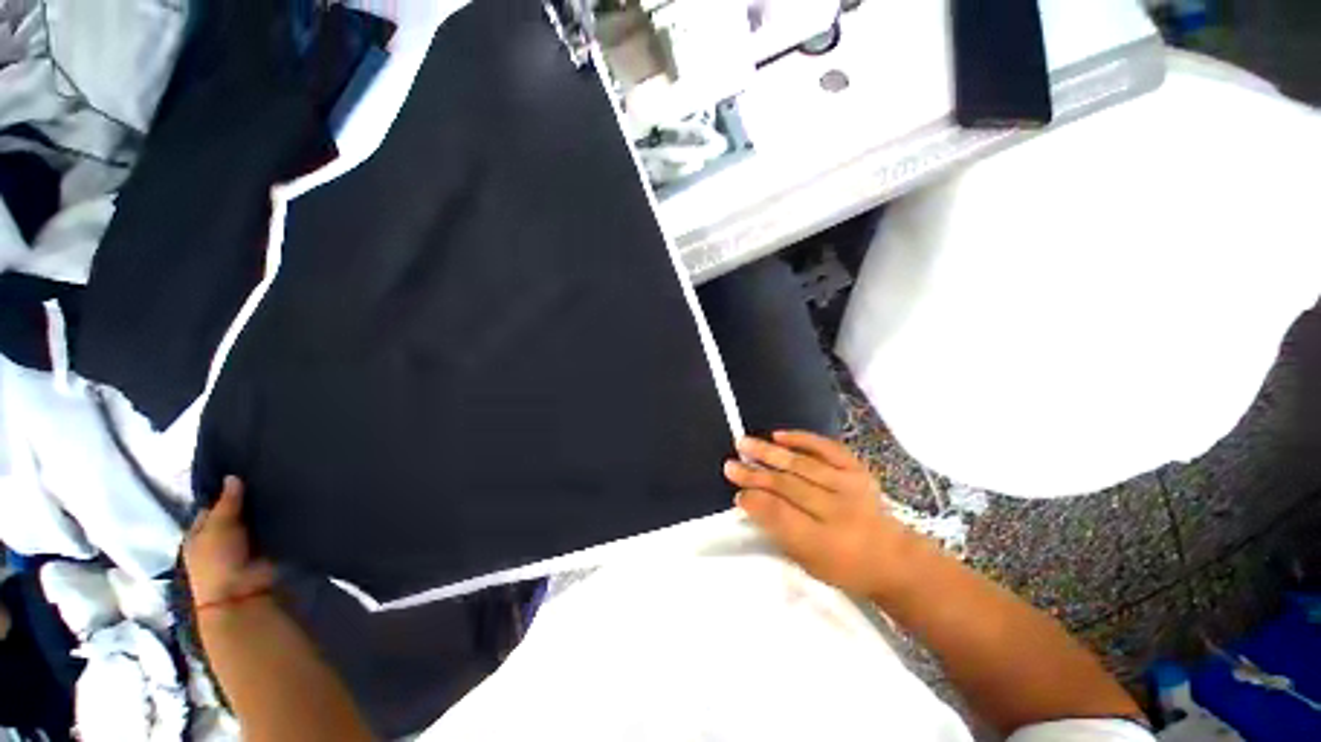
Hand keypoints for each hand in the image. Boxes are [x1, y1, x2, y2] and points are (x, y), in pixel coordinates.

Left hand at [184, 477, 275, 608]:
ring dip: (266, 509)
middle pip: (235, 512)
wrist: (243, 593)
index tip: (245, 472)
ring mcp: (245, 543)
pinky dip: (279, 519)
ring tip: (285, 485)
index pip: (212, 506)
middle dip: (249, 498)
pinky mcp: (267, 547)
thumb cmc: (217, 560)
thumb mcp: (217, 528)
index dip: (226, 491)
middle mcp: (221, 537)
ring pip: (256, 519)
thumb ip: (227, 502)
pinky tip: (292, 504)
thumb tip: (233, 476)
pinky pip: (273, 528)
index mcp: (200, 532)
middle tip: (269, 475)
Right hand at [724, 431, 915, 596]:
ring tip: (744, 443)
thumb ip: (778, 530)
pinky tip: (778, 434)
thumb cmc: (843, 566)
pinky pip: (827, 448)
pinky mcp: (857, 470)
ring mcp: (849, 486)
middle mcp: (838, 511)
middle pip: (788, 486)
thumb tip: (748, 500)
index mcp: (824, 542)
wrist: (894, 558)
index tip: (736, 493)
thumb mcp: (807, 561)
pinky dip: (802, 439)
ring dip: (769, 452)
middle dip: (755, 475)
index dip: (756, 502)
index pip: (781, 515)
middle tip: (730, 465)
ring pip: (801, 464)